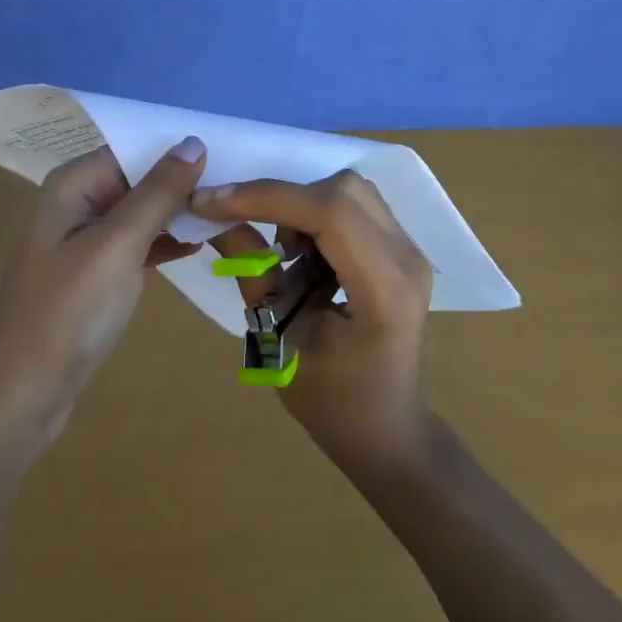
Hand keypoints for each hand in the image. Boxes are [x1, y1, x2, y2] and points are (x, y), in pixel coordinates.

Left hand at [0, 139, 205, 433]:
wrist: (22, 394)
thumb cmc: (69, 311)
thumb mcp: (118, 244)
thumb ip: (158, 192)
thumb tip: (194, 141)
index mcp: (75, 184)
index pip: (135, 149)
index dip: (178, 149)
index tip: (231, 152)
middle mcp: (78, 202)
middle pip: (140, 178)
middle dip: (184, 182)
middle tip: (238, 187)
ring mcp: (86, 240)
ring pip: (143, 212)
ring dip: (179, 212)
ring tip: (229, 212)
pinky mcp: (96, 273)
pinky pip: (138, 243)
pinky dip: (165, 242)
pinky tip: (200, 245)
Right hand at [190, 170, 432, 472]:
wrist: (388, 432)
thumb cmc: (333, 404)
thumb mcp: (279, 343)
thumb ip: (253, 273)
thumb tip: (215, 218)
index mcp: (384, 290)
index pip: (329, 213)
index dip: (266, 197)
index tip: (210, 201)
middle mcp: (407, 258)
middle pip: (343, 189)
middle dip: (283, 198)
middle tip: (247, 227)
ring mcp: (410, 250)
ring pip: (349, 190)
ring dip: (302, 205)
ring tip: (281, 251)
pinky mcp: (401, 249)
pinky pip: (356, 206)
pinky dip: (318, 214)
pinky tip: (303, 254)